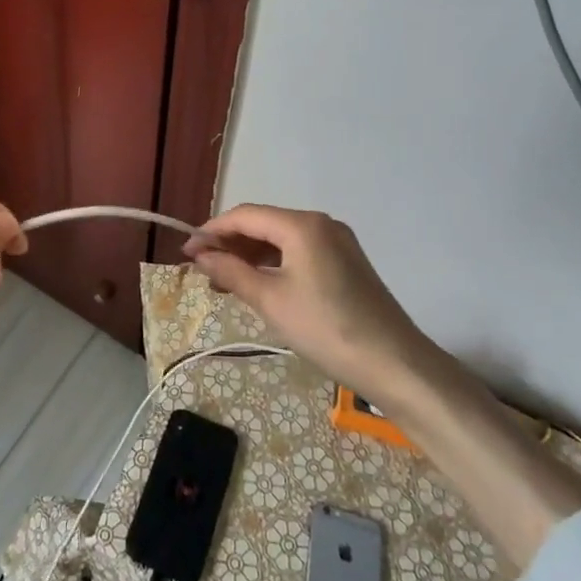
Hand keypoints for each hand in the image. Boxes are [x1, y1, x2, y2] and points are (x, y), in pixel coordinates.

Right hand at [182, 205, 428, 398]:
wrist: (395, 364)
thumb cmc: (326, 328)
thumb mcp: (271, 301)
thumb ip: (232, 272)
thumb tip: (201, 256)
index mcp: (302, 224)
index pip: (245, 215)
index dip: (212, 231)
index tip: (186, 253)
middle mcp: (321, 223)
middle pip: (264, 224)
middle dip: (230, 244)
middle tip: (203, 270)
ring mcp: (337, 242)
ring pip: (281, 239)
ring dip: (250, 256)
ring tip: (224, 281)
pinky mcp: (346, 262)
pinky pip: (299, 252)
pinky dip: (274, 264)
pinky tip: (258, 285)